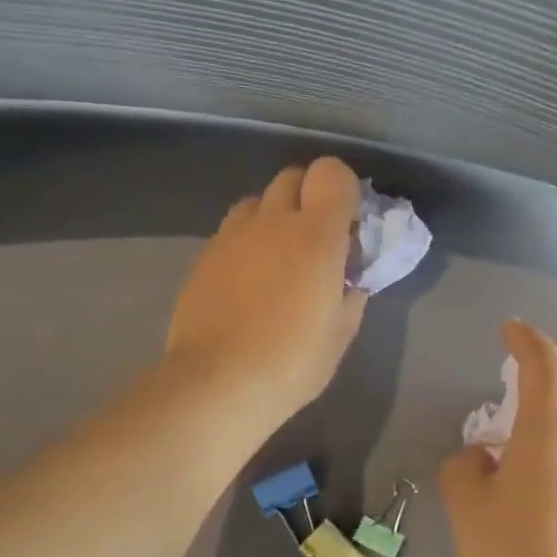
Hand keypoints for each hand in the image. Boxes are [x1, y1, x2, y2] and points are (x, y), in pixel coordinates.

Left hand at [165, 157, 368, 427]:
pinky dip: (248, 243)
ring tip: (279, 260)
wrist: (217, 384)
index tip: (349, 225)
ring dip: (275, 218)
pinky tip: (249, 283)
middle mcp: (272, 222)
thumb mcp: (340, 333)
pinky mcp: (204, 256)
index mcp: (315, 236)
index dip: (344, 191)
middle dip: (309, 198)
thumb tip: (349, 278)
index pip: (332, 173)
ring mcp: (232, 236)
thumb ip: (351, 293)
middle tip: (317, 241)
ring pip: (258, 201)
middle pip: (292, 177)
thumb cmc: (292, 363)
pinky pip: (233, 231)